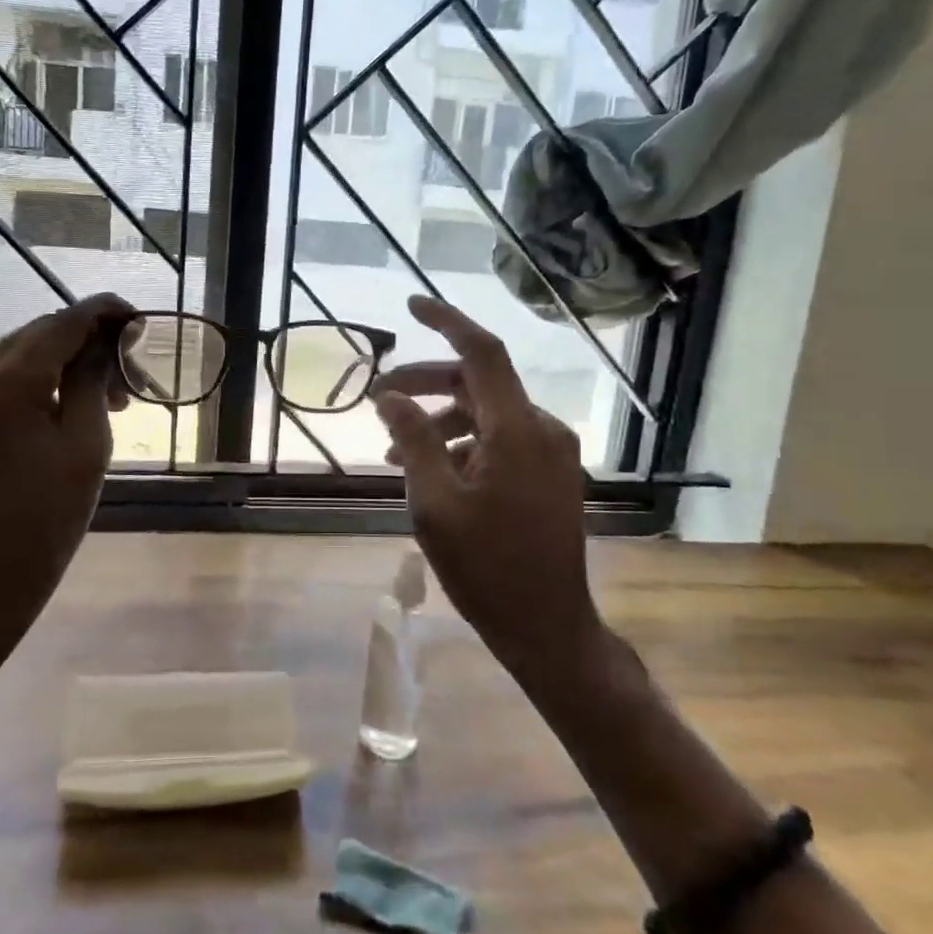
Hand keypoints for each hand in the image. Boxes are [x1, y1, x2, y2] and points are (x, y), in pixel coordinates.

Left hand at [0, 293, 134, 664]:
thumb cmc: (51, 515)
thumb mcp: (87, 441)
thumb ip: (96, 377)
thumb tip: (113, 334)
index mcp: (5, 382)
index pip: (63, 323)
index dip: (106, 313)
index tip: (141, 319)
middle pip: (42, 333)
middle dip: (90, 343)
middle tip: (132, 375)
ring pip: (24, 352)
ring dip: (69, 362)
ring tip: (110, 397)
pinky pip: (5, 375)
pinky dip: (42, 379)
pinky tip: (72, 402)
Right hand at [371, 296, 600, 696]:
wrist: (547, 627)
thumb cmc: (486, 567)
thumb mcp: (434, 502)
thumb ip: (413, 440)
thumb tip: (390, 396)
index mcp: (516, 430)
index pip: (481, 353)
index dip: (446, 322)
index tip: (411, 306)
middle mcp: (541, 429)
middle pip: (478, 383)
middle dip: (426, 383)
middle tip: (380, 398)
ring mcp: (551, 453)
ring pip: (488, 413)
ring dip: (441, 420)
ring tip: (396, 450)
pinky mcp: (551, 474)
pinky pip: (503, 439)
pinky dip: (465, 442)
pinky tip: (434, 471)